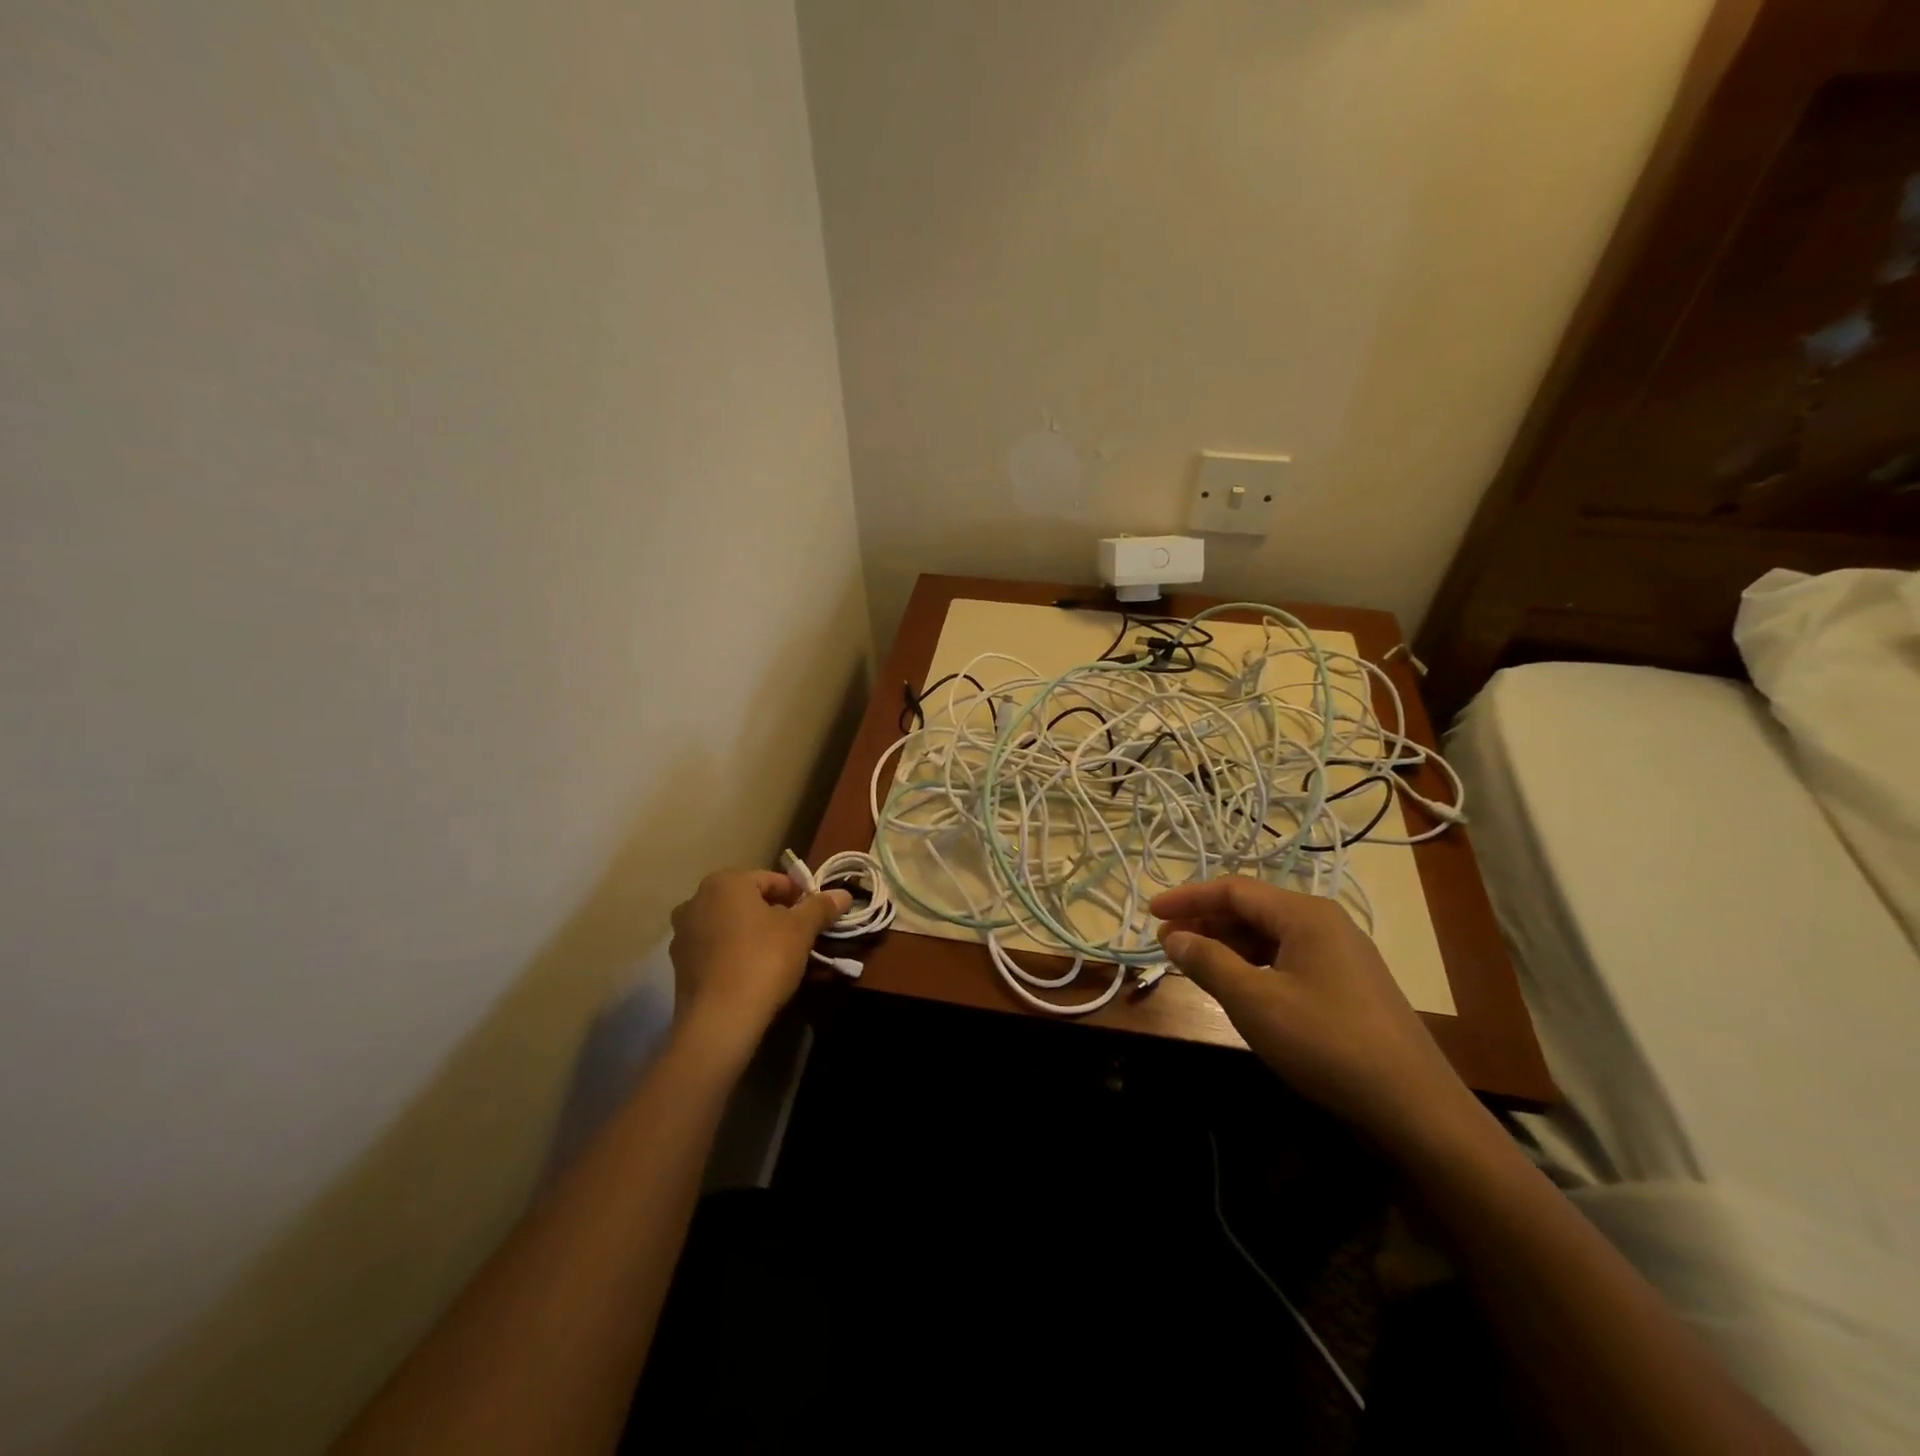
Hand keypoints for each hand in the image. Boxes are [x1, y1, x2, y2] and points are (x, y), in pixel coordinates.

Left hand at [667, 869, 849, 1064]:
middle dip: (775, 915)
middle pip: (748, 901)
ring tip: (779, 956)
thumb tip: (843, 894)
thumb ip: (820, 907)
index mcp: (725, 883)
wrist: (720, 1020)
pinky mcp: (679, 965)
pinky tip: (754, 973)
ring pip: (731, 926)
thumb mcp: (801, 930)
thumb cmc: (763, 960)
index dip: (798, 896)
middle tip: (800, 936)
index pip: (771, 880)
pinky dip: (735, 954)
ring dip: (754, 934)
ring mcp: (683, 934)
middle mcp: (696, 901)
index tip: (815, 916)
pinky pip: (716, 950)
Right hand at [1152, 876, 1475, 1149]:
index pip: (1234, 889)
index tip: (1151, 913)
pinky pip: (1288, 959)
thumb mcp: (1254, 1001)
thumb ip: (1208, 962)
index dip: (1188, 897)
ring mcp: (1341, 955)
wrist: (1415, 1108)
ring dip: (1227, 945)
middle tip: (1166, 942)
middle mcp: (1325, 923)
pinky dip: (1253, 965)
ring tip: (1193, 963)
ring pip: (1270, 936)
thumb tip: (1173, 937)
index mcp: (1305, 914)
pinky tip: (1237, 986)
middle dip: (1205, 922)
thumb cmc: (1326, 1043)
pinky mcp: (1348, 985)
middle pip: (1252, 909)